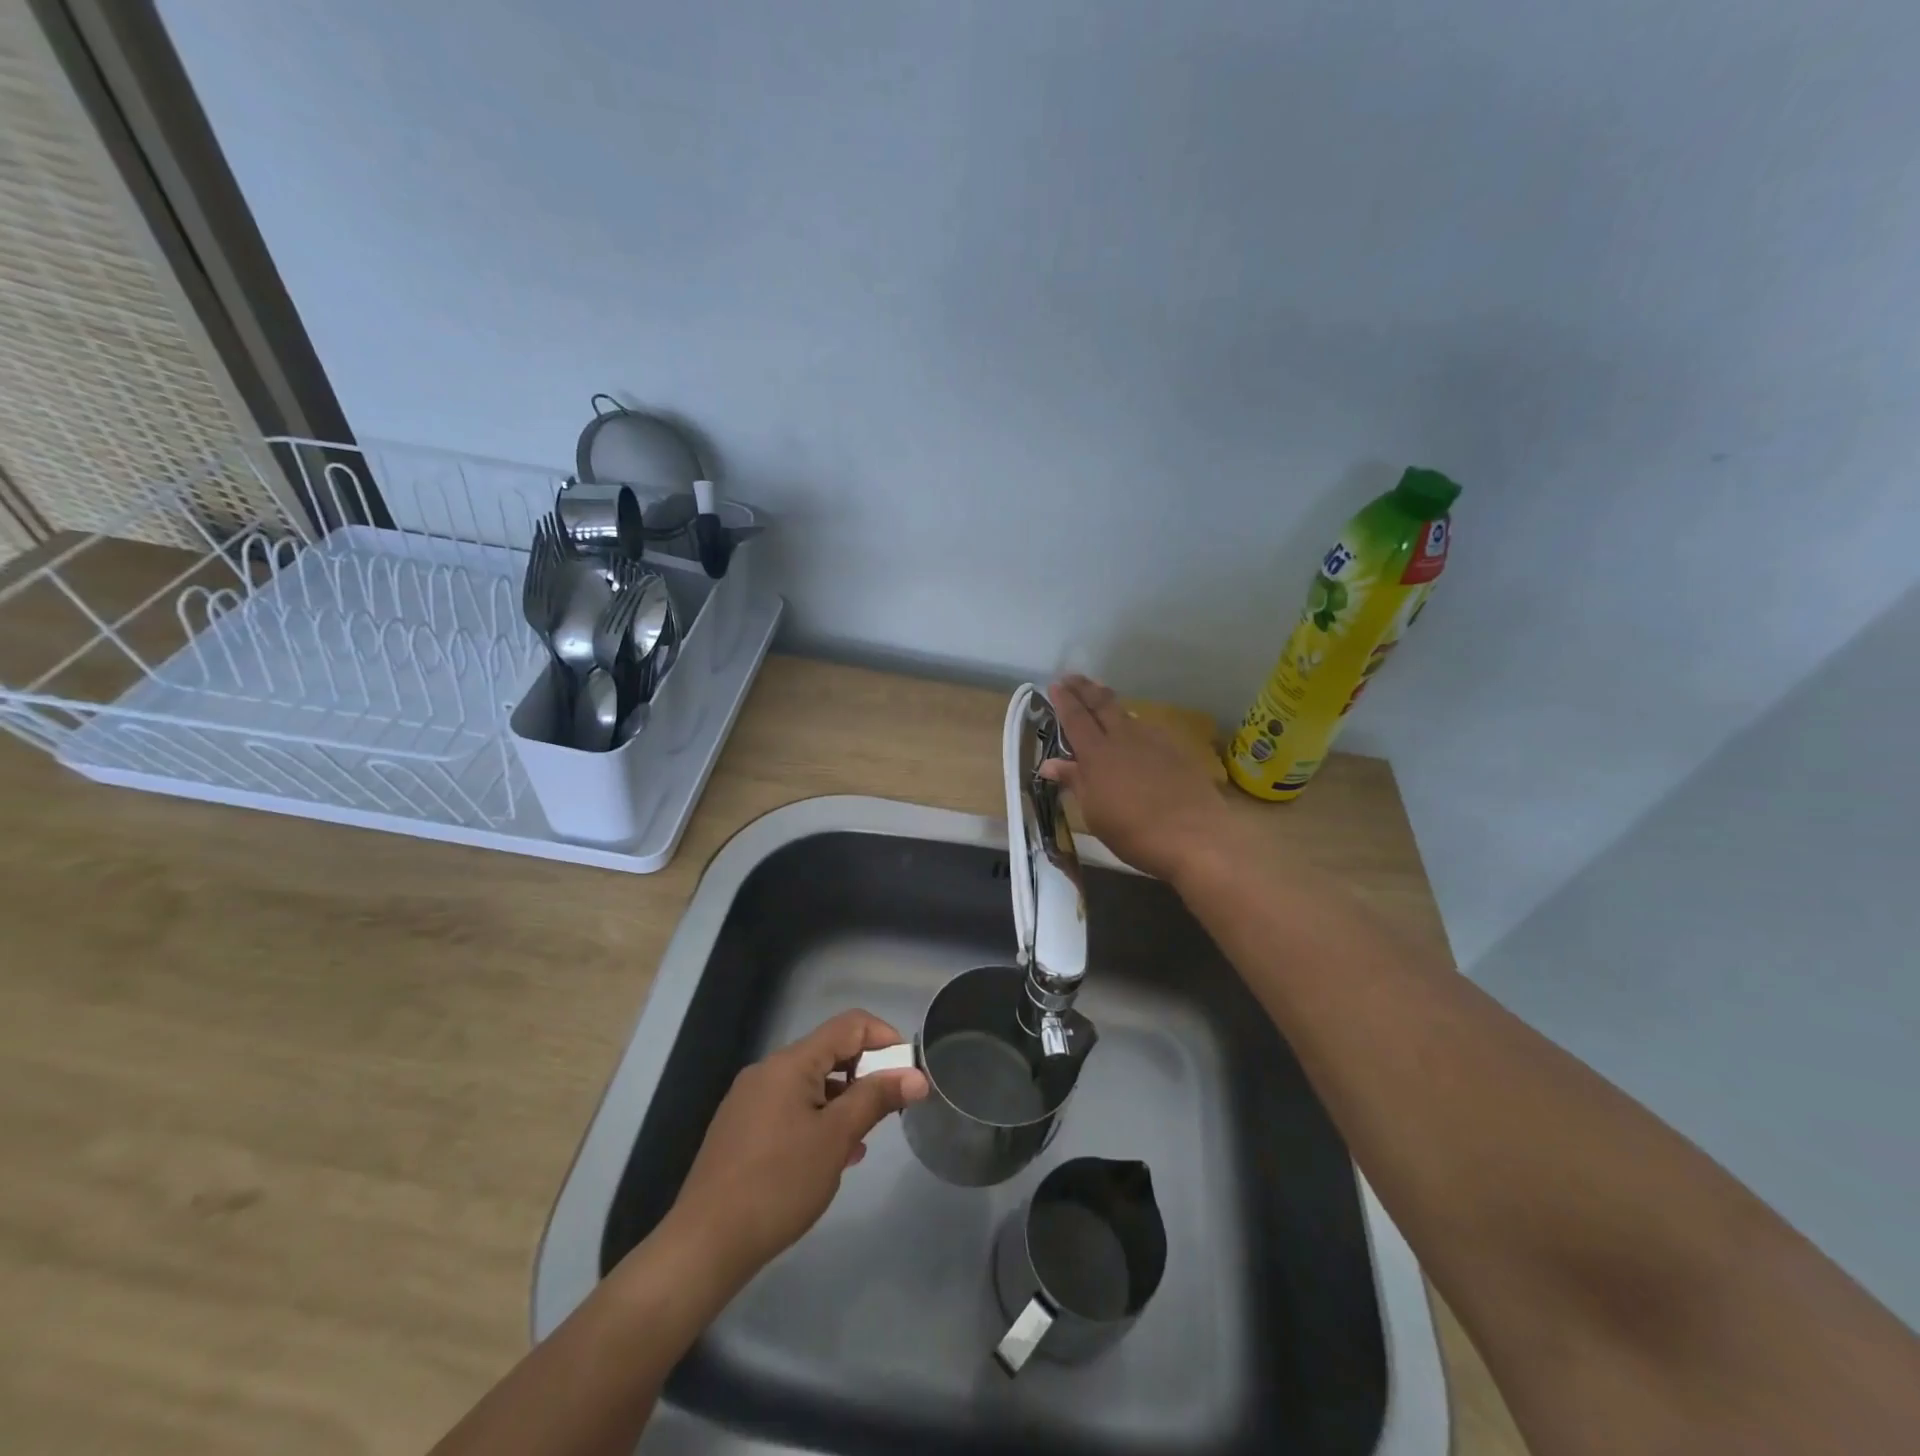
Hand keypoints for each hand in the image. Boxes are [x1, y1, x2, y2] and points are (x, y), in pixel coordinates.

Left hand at [661, 1010, 929, 1285]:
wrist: (704, 1245)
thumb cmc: (778, 1184)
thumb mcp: (836, 1139)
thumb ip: (877, 1099)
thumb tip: (916, 1076)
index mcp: (790, 1062)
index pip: (849, 1025)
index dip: (885, 1038)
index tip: (908, 1073)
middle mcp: (768, 1070)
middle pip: (829, 1052)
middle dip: (866, 1073)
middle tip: (890, 1109)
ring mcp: (751, 1099)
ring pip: (811, 1083)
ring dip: (844, 1100)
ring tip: (864, 1138)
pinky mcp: (742, 1128)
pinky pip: (791, 1107)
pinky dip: (818, 1119)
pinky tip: (831, 1156)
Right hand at [1040, 674, 1235, 884]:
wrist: (1194, 836)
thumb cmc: (1133, 831)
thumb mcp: (1094, 812)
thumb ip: (1074, 782)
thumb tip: (1050, 764)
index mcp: (1097, 753)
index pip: (1075, 718)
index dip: (1064, 700)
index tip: (1055, 684)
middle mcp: (1124, 738)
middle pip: (1102, 704)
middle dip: (1085, 688)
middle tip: (1073, 677)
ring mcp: (1153, 741)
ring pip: (1127, 714)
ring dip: (1111, 704)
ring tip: (1102, 701)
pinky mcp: (1176, 750)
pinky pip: (1148, 730)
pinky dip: (1134, 725)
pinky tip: (1136, 734)